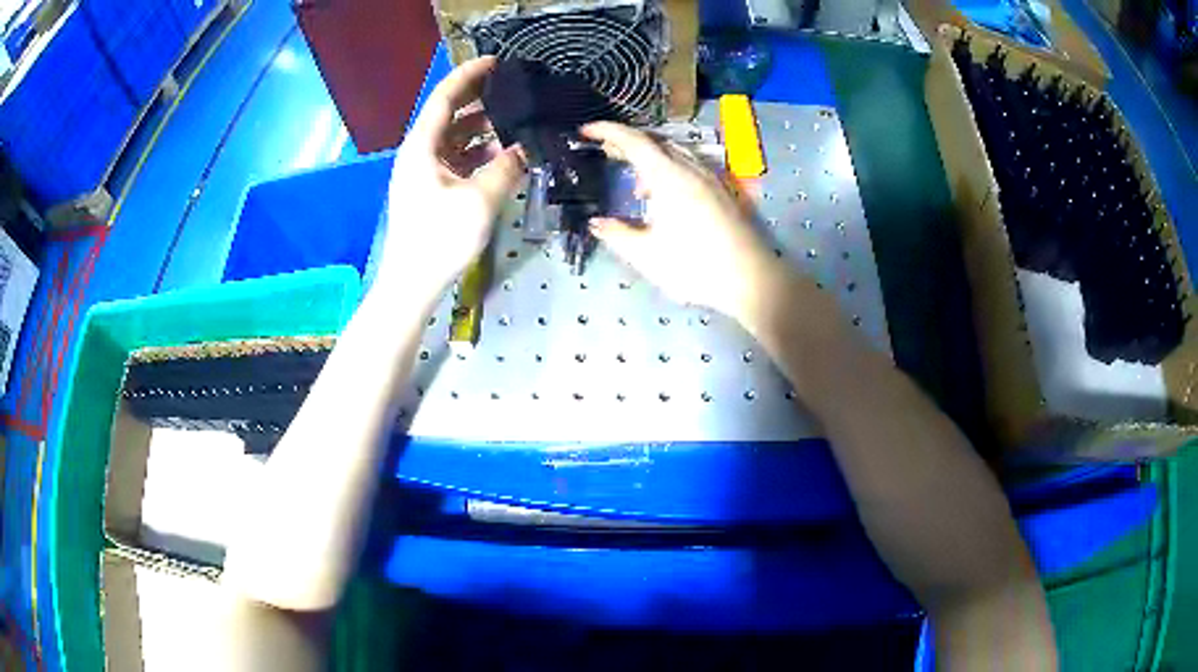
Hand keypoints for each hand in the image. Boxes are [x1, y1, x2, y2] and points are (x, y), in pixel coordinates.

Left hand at [378, 57, 525, 293]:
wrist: (411, 284)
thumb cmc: (439, 239)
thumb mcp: (479, 200)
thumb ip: (506, 168)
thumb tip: (526, 149)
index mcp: (422, 147)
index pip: (444, 99)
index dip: (468, 76)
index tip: (495, 61)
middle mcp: (419, 153)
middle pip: (448, 115)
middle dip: (478, 99)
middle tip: (511, 88)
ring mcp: (423, 173)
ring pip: (454, 138)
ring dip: (481, 128)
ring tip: (514, 121)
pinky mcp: (430, 191)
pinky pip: (456, 160)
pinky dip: (477, 153)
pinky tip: (502, 156)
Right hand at [583, 122, 785, 328]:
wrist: (751, 279)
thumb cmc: (695, 266)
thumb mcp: (646, 255)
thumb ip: (618, 234)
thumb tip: (596, 223)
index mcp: (668, 177)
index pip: (633, 141)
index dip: (607, 131)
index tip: (585, 131)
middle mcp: (690, 169)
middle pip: (655, 142)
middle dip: (627, 143)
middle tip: (605, 152)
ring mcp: (711, 179)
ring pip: (675, 154)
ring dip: (650, 159)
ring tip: (636, 186)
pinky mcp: (723, 192)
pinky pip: (690, 167)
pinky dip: (669, 170)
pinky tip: (667, 199)